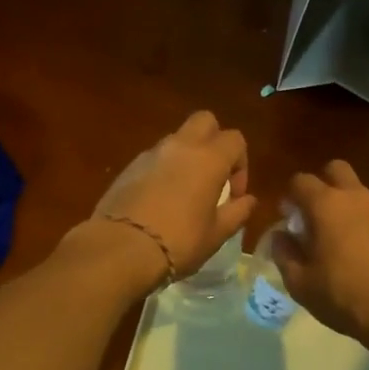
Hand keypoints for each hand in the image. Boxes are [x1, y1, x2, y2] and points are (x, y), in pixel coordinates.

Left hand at [86, 111, 256, 279]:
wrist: (120, 248)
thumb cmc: (179, 241)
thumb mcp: (216, 234)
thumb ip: (237, 212)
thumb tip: (248, 200)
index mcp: (209, 158)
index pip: (235, 139)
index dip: (241, 164)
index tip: (234, 195)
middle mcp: (181, 146)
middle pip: (204, 121)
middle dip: (214, 140)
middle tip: (213, 175)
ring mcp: (151, 153)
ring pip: (177, 138)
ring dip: (187, 155)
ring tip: (185, 191)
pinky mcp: (129, 166)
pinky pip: (154, 157)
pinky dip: (163, 169)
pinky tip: (159, 200)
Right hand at [273, 160, 368, 344]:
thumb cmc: (344, 295)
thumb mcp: (300, 283)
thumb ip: (284, 254)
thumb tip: (280, 236)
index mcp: (326, 204)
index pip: (300, 181)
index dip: (289, 196)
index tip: (287, 217)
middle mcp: (355, 198)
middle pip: (336, 170)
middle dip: (322, 184)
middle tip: (314, 215)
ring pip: (359, 194)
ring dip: (345, 207)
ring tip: (338, 241)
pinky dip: (365, 227)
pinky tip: (364, 257)